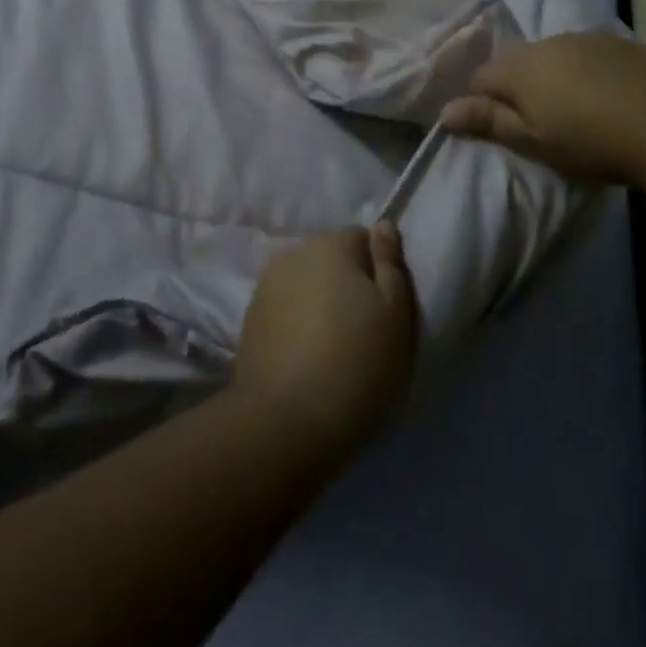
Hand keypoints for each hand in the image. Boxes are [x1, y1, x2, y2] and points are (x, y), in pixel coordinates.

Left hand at [233, 223, 418, 459]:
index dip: (377, 270)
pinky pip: (284, 310)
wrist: (286, 421)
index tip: (384, 308)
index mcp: (331, 244)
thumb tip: (382, 225)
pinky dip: (296, 325)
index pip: (361, 238)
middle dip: (345, 283)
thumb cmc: (356, 363)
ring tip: (331, 347)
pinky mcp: (249, 319)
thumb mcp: (396, 313)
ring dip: (318, 303)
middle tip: (362, 330)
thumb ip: (390, 262)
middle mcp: (294, 253)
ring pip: (304, 284)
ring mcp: (265, 285)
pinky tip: (305, 358)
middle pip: (330, 259)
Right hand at [439, 31, 645, 187]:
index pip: (479, 77)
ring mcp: (588, 39)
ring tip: (572, 110)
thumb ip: (489, 122)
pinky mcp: (623, 45)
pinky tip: (604, 97)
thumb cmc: (591, 139)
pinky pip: (587, 56)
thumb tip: (444, 111)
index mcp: (521, 65)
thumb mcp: (533, 140)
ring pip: (553, 56)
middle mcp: (549, 42)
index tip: (493, 128)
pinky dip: (585, 73)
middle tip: (533, 123)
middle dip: (515, 88)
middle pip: (516, 63)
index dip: (478, 102)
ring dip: (552, 78)